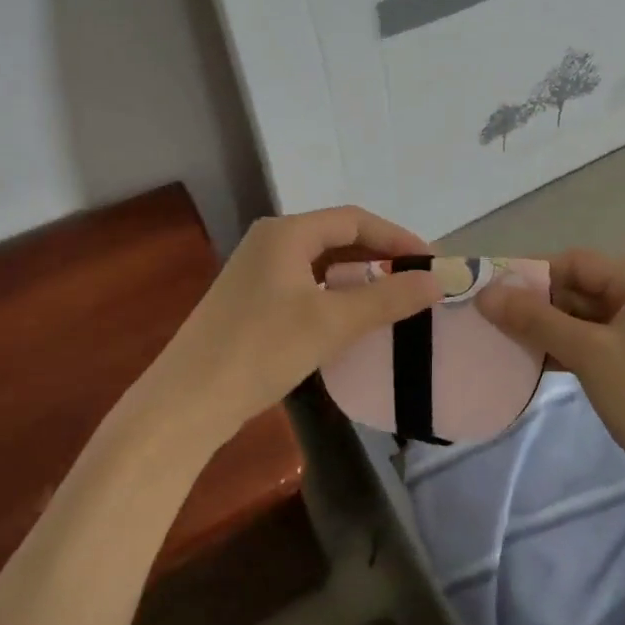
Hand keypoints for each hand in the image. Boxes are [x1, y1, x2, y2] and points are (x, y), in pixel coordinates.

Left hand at [146, 207, 442, 454]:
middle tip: (418, 279)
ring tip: (394, 296)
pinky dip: (335, 293)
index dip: (397, 237)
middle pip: (338, 237)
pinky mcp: (252, 300)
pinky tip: (352, 316)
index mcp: (286, 232)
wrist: (186, 403)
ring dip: (359, 275)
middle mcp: (270, 241)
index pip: (354, 220)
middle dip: (380, 255)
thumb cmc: (261, 350)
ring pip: (321, 262)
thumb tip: (437, 281)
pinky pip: (306, 283)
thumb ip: (387, 298)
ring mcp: (257, 271)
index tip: (431, 261)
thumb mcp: (331, 322)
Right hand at [478, 248, 624, 528]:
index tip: (491, 292)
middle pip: (581, 289)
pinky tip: (532, 364)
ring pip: (585, 320)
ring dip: (547, 329)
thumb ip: (536, 320)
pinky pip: (594, 346)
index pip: (578, 262)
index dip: (533, 273)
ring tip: (502, 341)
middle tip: (489, 319)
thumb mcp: (590, 354)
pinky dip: (565, 351)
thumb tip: (485, 293)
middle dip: (537, 303)